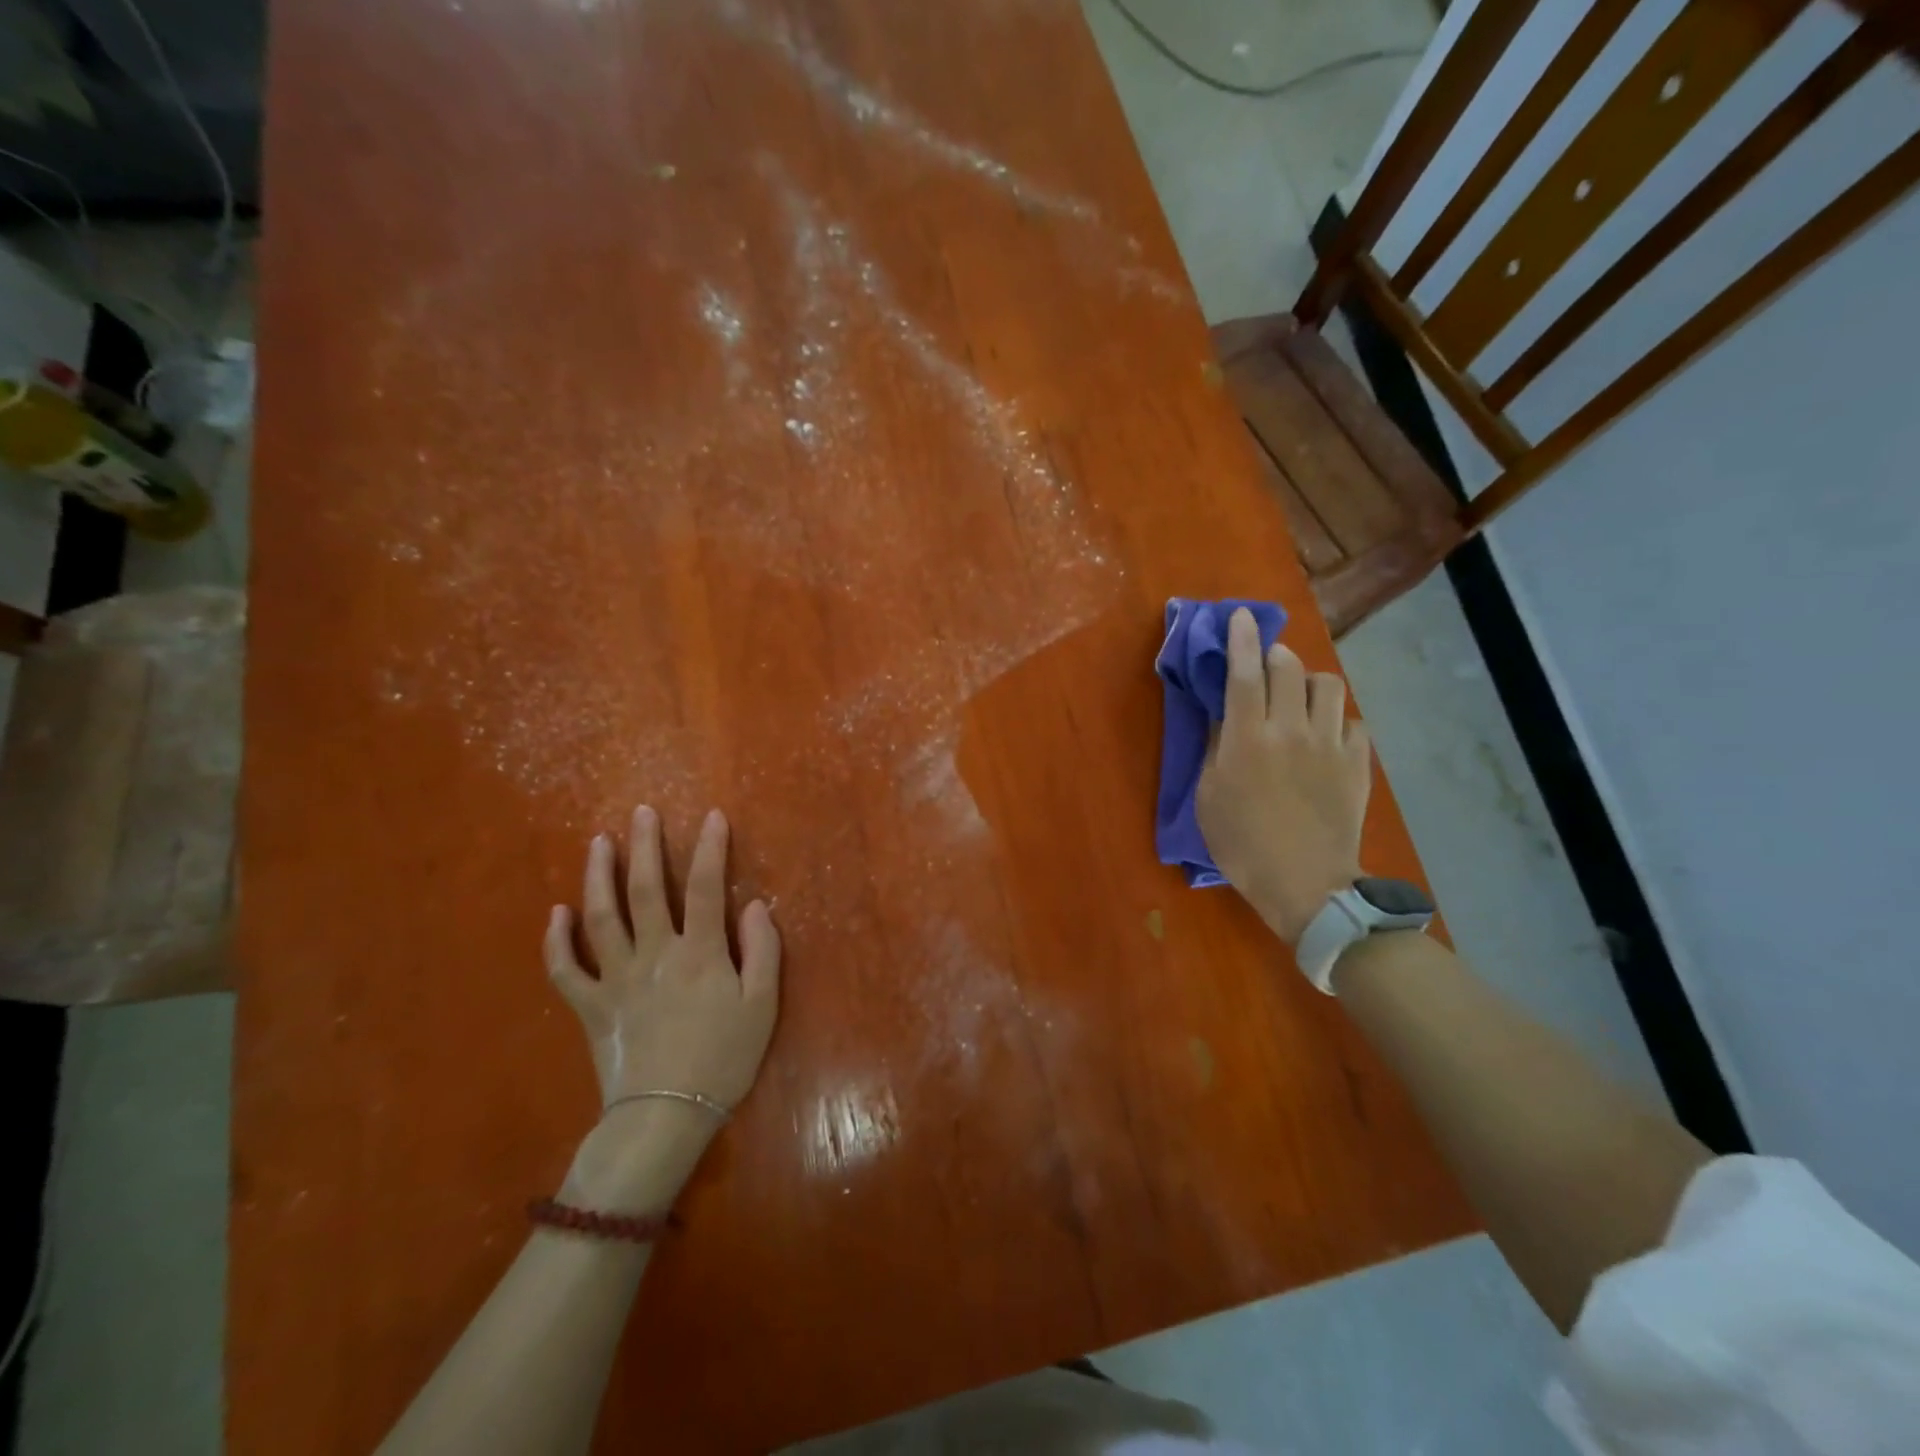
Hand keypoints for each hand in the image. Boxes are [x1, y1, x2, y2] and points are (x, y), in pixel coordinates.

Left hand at [545, 806, 780, 1114]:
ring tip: (598, 843)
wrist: (666, 1116)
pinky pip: (566, 970)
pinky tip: (556, 913)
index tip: (712, 816)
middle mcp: (655, 954)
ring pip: (602, 918)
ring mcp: (616, 978)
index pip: (706, 887)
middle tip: (641, 812)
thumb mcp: (762, 1006)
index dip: (710, 848)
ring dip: (598, 876)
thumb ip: (762, 950)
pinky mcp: (591, 1006)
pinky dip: (557, 941)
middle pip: (646, 890)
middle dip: (645, 846)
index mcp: (700, 953)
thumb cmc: (723, 1059)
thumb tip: (754, 905)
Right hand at [1195, 609, 1372, 944]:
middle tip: (1264, 667)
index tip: (1241, 616)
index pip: (1243, 673)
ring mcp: (1330, 744)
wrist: (1306, 883)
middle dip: (1274, 655)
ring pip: (1327, 685)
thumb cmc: (1242, 844)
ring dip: (1308, 681)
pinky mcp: (1357, 763)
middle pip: (1288, 668)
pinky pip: (1353, 722)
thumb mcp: (1208, 797)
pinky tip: (1326, 736)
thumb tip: (1224, 717)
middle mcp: (1290, 729)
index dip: (1241, 639)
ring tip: (1299, 698)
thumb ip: (1216, 749)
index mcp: (1247, 738)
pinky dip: (1336, 720)